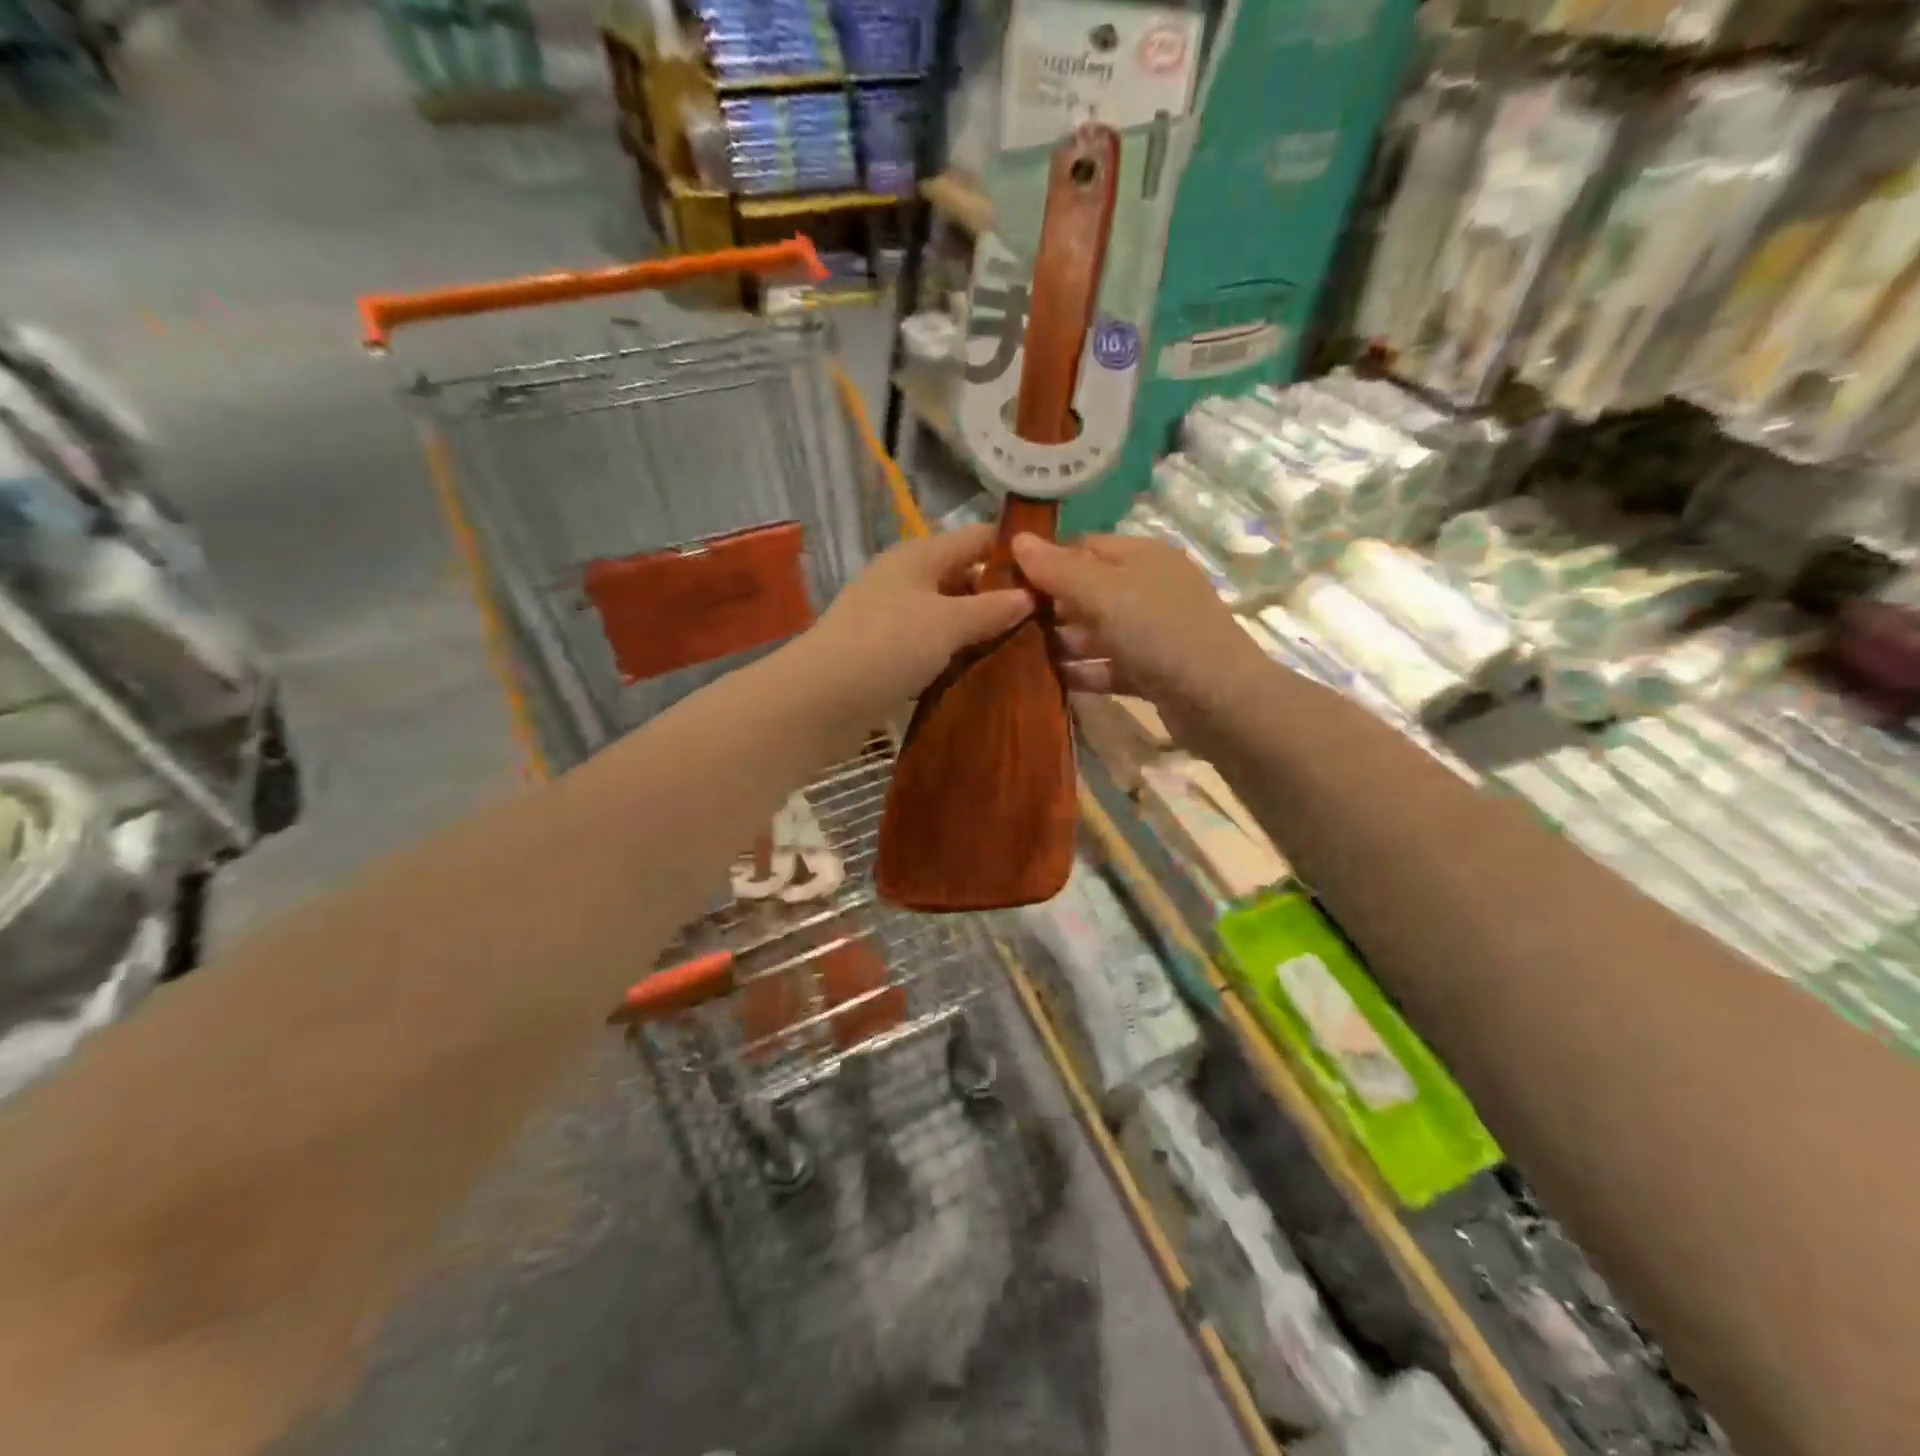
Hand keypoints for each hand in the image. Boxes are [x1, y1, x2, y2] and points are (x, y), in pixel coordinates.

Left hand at [804, 524, 1033, 717]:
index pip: (977, 538)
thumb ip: (991, 607)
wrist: (821, 700)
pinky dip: (956, 656)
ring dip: (980, 630)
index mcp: (920, 556)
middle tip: (1049, 619)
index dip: (1015, 549)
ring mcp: (893, 618)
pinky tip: (984, 671)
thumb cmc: (887, 645)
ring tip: (1027, 648)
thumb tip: (1030, 595)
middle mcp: (906, 579)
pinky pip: (932, 647)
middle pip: (964, 577)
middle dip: (1002, 595)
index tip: (1055, 572)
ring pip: (948, 616)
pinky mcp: (886, 655)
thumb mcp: (948, 622)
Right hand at [1010, 532, 1266, 727]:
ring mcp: (1152, 632)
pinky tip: (1047, 681)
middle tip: (1004, 622)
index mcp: (1142, 557)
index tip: (1005, 580)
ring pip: (1096, 631)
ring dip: (1061, 642)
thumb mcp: (1105, 594)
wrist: (1220, 701)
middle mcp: (1148, 589)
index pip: (1083, 546)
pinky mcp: (1151, 671)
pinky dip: (1082, 671)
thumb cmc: (1161, 633)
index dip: (1046, 560)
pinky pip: (1107, 666)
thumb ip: (1059, 570)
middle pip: (1087, 590)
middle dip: (1049, 605)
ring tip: (1014, 653)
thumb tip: (1017, 539)